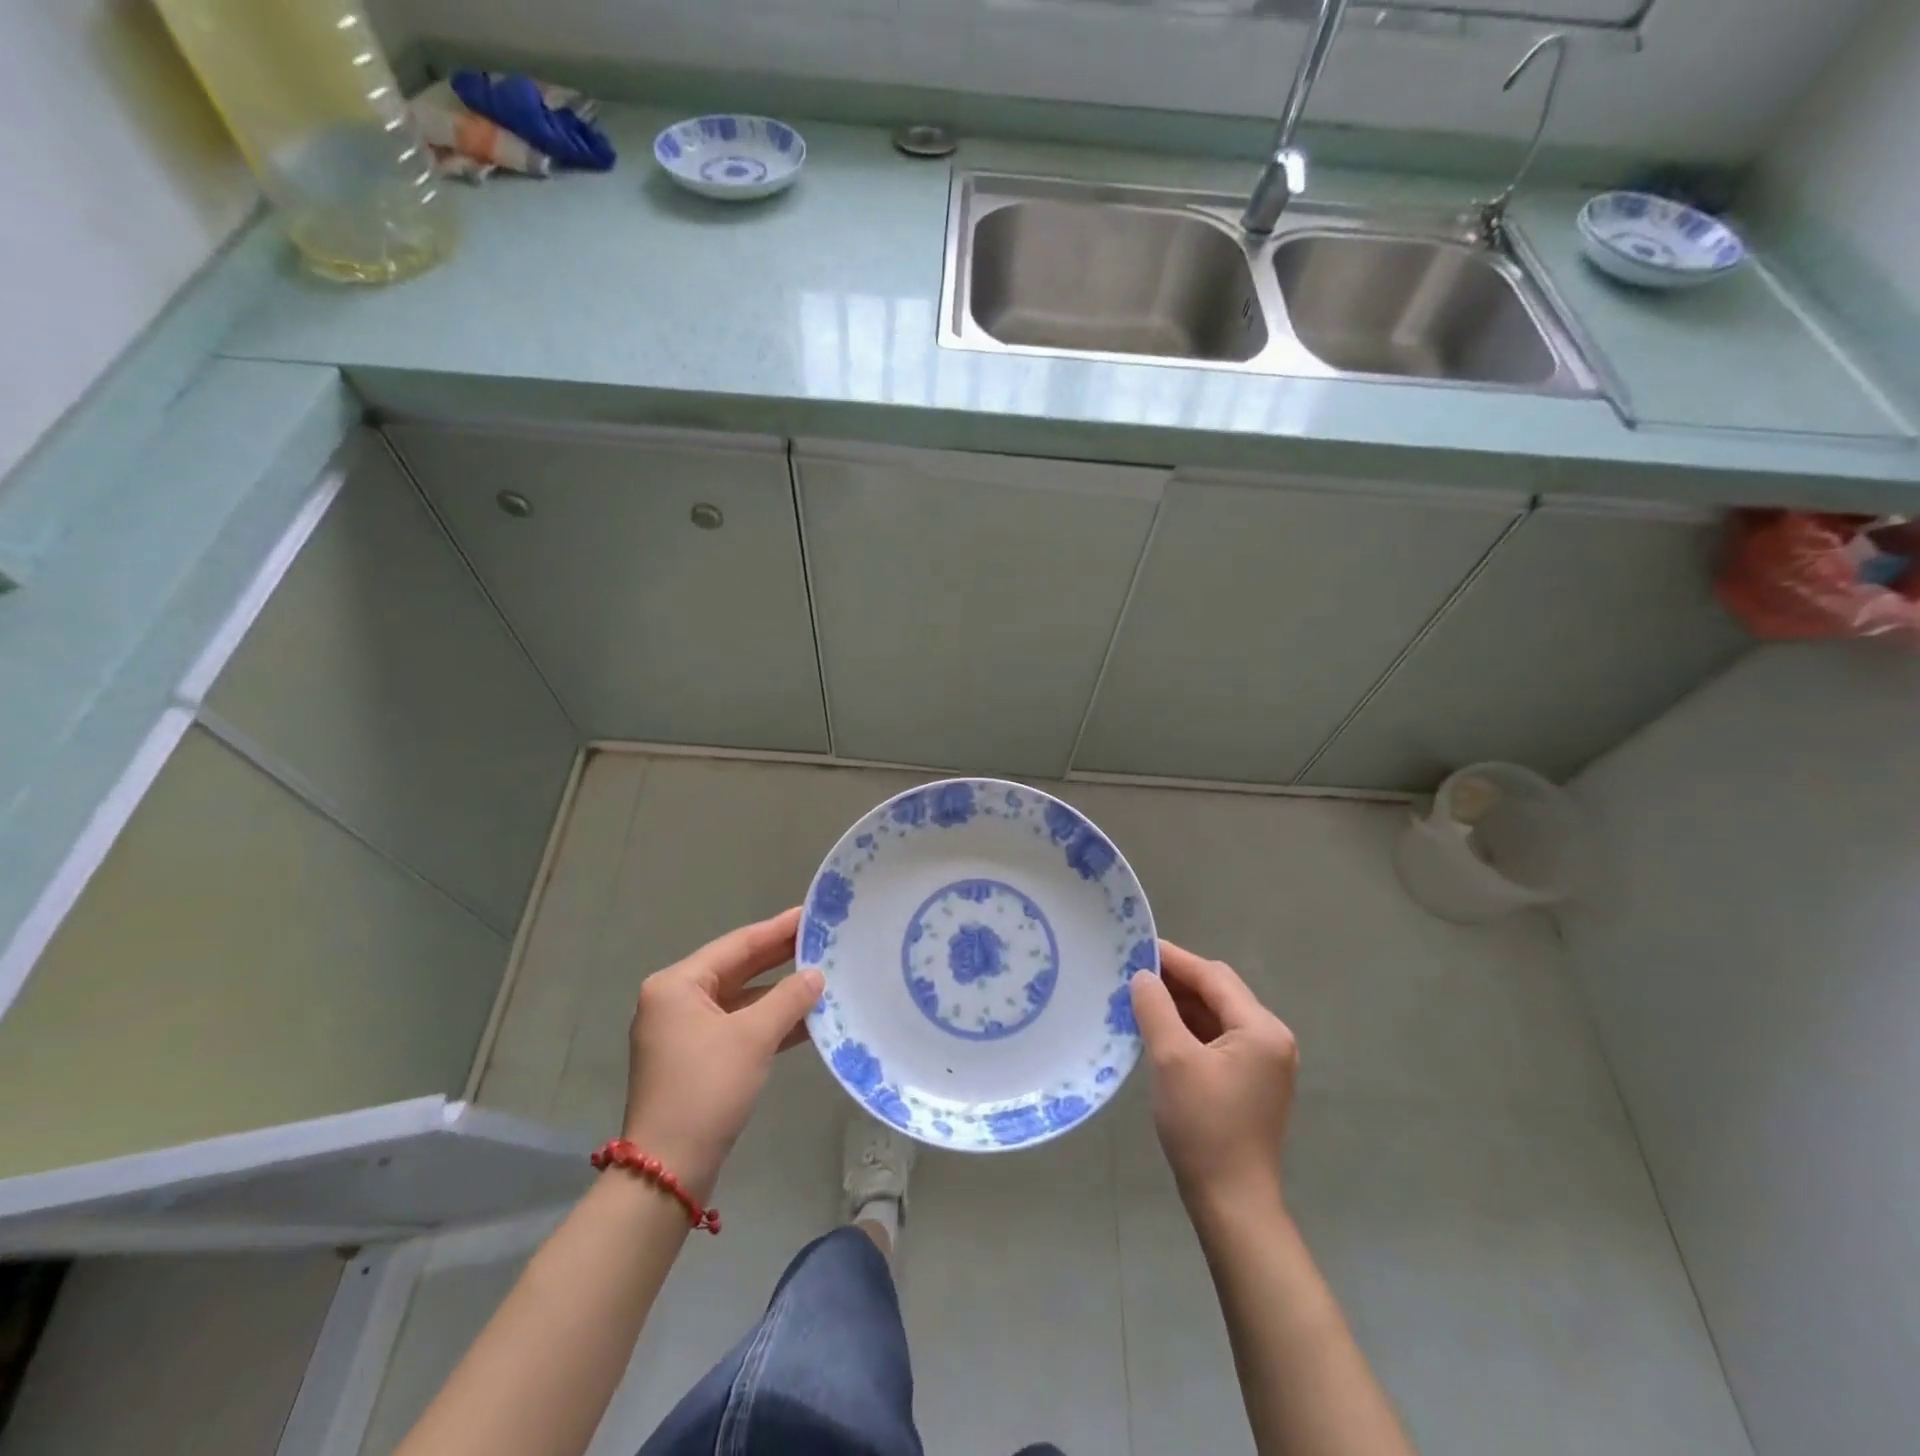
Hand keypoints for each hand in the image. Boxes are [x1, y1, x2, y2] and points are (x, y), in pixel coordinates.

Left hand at [621, 907, 822, 1200]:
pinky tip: (807, 1018)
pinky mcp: (697, 1059)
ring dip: (779, 993)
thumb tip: (816, 975)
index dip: (777, 929)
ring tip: (823, 974)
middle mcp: (676, 1001)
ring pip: (741, 999)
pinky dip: (769, 1021)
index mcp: (677, 985)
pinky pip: (738, 1026)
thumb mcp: (753, 1037)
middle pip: (738, 969)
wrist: (668, 1169)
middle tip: (821, 938)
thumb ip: (788, 998)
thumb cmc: (706, 1089)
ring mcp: (684, 1032)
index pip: (737, 945)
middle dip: (780, 957)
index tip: (810, 913)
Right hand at [1130, 940, 1297, 1214]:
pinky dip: (1188, 1029)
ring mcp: (1263, 1062)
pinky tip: (1158, 1028)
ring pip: (1216, 1015)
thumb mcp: (1171, 1059)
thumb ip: (1155, 1008)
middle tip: (1132, 971)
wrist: (1232, 1203)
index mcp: (1261, 1029)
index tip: (1136, 946)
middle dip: (1176, 980)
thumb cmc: (1203, 1126)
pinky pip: (1217, 1039)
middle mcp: (1270, 1038)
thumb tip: (1143, 975)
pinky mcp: (1250, 1081)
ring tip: (1139, 996)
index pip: (1213, 976)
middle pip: (1218, 992)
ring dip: (1180, 1004)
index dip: (1174, 958)